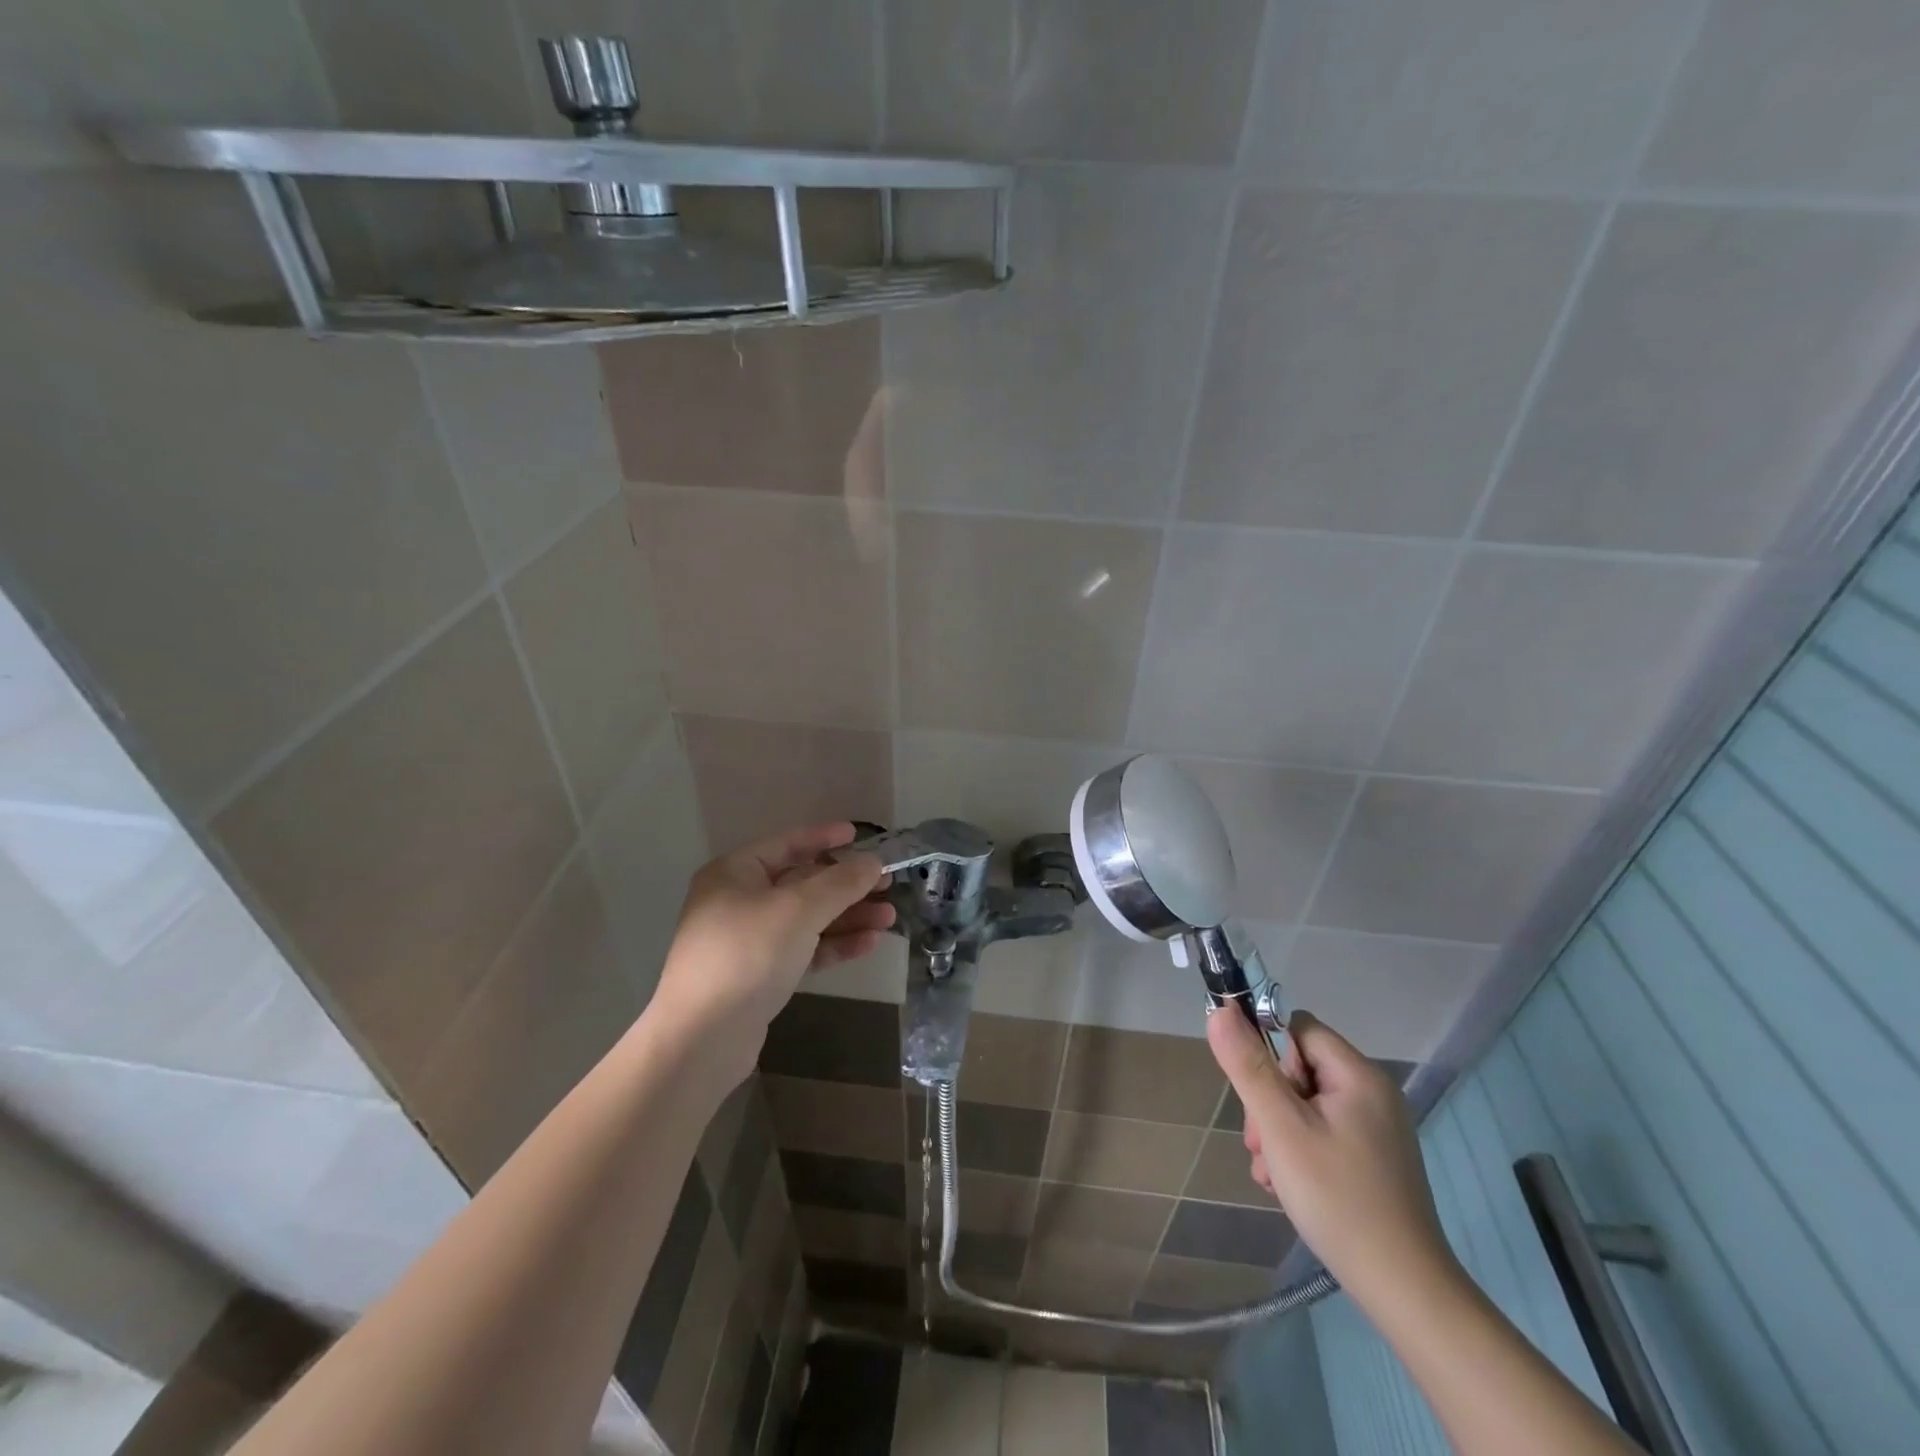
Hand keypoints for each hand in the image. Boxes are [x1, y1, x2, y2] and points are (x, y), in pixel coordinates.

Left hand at [653, 822, 891, 1083]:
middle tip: (887, 884)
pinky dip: (834, 945)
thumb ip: (840, 883)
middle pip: (802, 884)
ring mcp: (748, 941)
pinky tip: (869, 943)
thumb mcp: (799, 910)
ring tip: (889, 917)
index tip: (859, 836)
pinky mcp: (760, 976)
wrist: (702, 1038)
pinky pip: (803, 950)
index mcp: (735, 873)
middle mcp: (738, 901)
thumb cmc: (748, 955)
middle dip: (846, 886)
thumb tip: (873, 863)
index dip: (824, 838)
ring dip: (847, 917)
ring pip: (807, 920)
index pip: (787, 844)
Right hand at [1207, 1008, 1458, 1310]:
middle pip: (1298, 1068)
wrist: (1405, 1292)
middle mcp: (1372, 1093)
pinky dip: (1298, 1150)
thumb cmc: (1338, 1199)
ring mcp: (1375, 1128)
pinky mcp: (1372, 1158)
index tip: (1258, 1097)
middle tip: (1261, 1145)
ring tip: (1271, 1172)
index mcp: (1358, 1075)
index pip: (1297, 1029)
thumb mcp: (1281, 1127)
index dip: (1268, 1053)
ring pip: (1304, 1103)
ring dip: (1277, 1130)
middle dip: (1268, 1101)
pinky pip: (1321, 1131)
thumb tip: (1220, 1009)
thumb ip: (1248, 1066)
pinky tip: (1287, 1184)